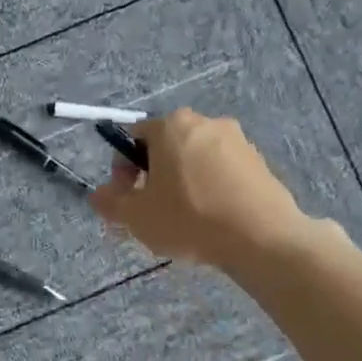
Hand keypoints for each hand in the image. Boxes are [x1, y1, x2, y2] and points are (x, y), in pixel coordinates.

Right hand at [89, 109, 320, 267]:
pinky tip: (211, 219)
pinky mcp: (259, 162)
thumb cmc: (189, 218)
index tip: (127, 198)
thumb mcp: (136, 217)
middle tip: (151, 211)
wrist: (262, 237)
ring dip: (182, 183)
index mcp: (171, 126)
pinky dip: (210, 189)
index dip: (122, 170)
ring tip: (183, 219)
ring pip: (195, 160)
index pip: (133, 138)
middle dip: (153, 176)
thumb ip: (110, 202)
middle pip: (166, 147)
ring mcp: (237, 140)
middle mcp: (206, 122)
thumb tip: (100, 195)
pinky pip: (222, 172)